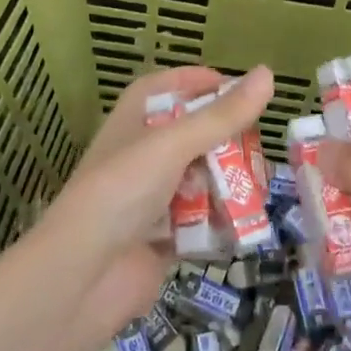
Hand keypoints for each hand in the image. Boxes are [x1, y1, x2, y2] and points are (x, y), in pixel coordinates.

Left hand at [36, 64, 273, 350]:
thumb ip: (223, 115)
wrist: (82, 277)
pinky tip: (248, 223)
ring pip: (202, 178)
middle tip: (260, 146)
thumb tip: (268, 73)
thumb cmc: (122, 190)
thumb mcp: (174, 144)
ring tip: (262, 187)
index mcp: (135, 119)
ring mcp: (153, 196)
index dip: (200, 82)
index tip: (239, 88)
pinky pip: (202, 220)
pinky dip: (222, 221)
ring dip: (230, 183)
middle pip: (193, 134)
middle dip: (228, 140)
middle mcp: (143, 153)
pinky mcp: (164, 236)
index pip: (168, 86)